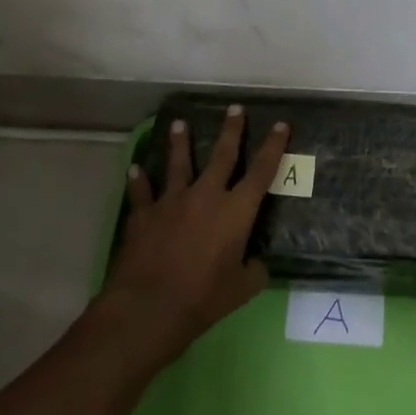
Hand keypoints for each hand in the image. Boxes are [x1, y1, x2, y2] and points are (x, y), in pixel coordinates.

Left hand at [99, 105, 288, 367]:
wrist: (149, 306)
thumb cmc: (203, 299)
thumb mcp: (242, 289)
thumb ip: (254, 270)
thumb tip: (257, 263)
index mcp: (236, 211)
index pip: (261, 171)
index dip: (273, 146)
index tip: (280, 124)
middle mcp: (206, 196)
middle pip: (222, 155)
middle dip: (231, 130)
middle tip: (234, 108)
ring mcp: (172, 201)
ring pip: (178, 163)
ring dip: (180, 142)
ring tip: (179, 123)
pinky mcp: (144, 214)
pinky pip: (141, 192)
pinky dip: (139, 180)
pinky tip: (135, 169)